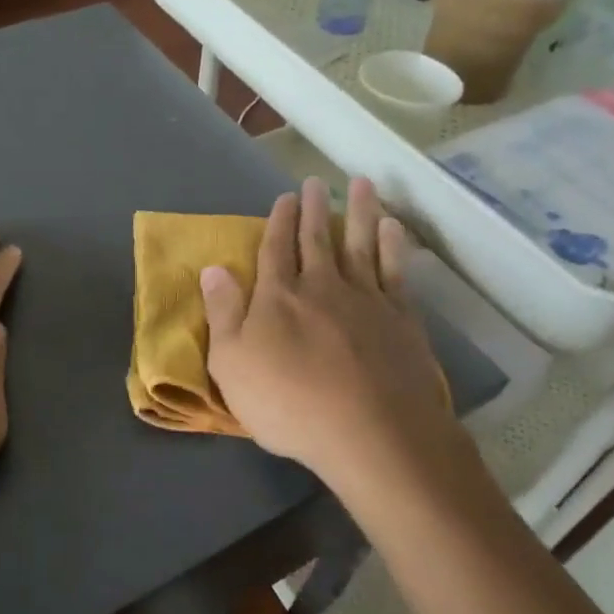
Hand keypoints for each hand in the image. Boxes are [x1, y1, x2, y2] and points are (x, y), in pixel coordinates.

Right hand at [201, 177, 464, 500]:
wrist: (369, 431)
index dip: (278, 222)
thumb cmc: (288, 404)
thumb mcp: (232, 365)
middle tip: (315, 182)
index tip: (283, 197)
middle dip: (313, 209)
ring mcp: (365, 299)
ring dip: (358, 212)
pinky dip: (393, 245)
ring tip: (361, 184)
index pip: (275, 249)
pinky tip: (392, 228)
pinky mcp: (401, 317)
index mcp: (278, 297)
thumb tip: (212, 269)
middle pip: (316, 239)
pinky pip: (395, 270)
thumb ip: (223, 313)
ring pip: (359, 244)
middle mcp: (321, 286)